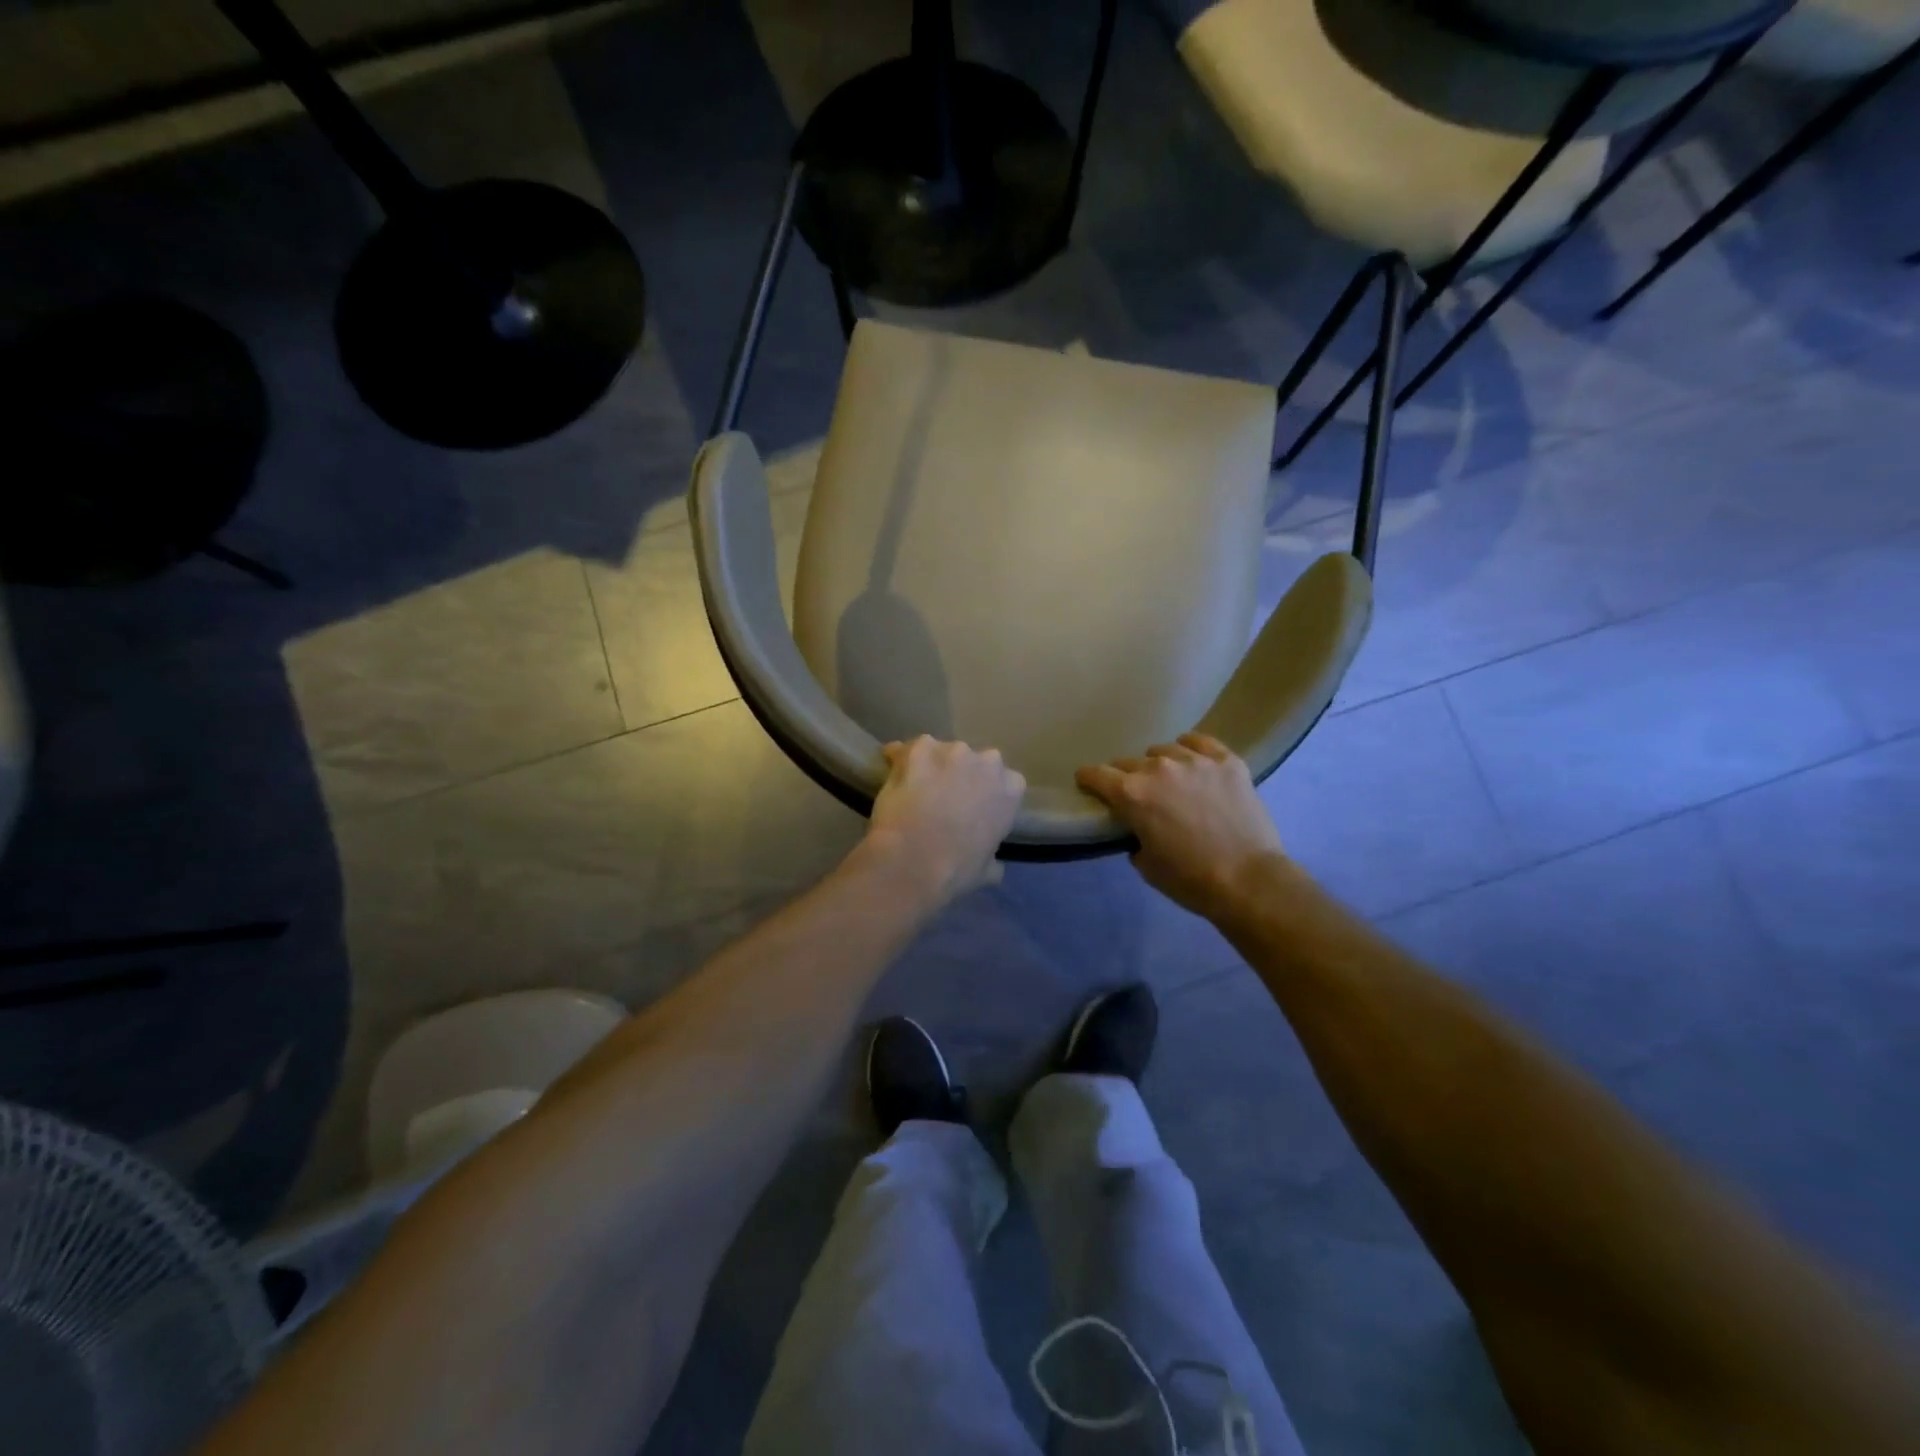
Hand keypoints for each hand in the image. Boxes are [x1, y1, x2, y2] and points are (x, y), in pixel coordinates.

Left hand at [864, 736, 1025, 908]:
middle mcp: (988, 761)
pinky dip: (898, 759)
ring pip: (940, 751)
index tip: (972, 806)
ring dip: (930, 764)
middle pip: (974, 760)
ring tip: (913, 786)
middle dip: (960, 773)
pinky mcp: (919, 749)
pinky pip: (906, 749)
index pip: (1005, 781)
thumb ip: (993, 857)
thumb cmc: (956, 870)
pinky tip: (890, 774)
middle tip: (942, 796)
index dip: (985, 792)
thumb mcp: (987, 869)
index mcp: (1011, 788)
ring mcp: (953, 750)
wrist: (914, 861)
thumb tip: (994, 864)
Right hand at [1076, 733, 1287, 920]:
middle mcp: (1159, 768)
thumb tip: (1140, 828)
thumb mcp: (1146, 864)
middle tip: (1136, 795)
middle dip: (1125, 777)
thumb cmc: (1190, 880)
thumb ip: (1135, 836)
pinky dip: (1191, 749)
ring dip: (1159, 765)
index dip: (1088, 779)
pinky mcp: (1227, 762)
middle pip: (1129, 762)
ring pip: (1164, 750)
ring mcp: (1196, 761)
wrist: (1249, 880)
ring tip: (1169, 780)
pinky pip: (1200, 742)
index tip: (1087, 784)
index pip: (1096, 774)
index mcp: (1132, 794)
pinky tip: (1193, 759)